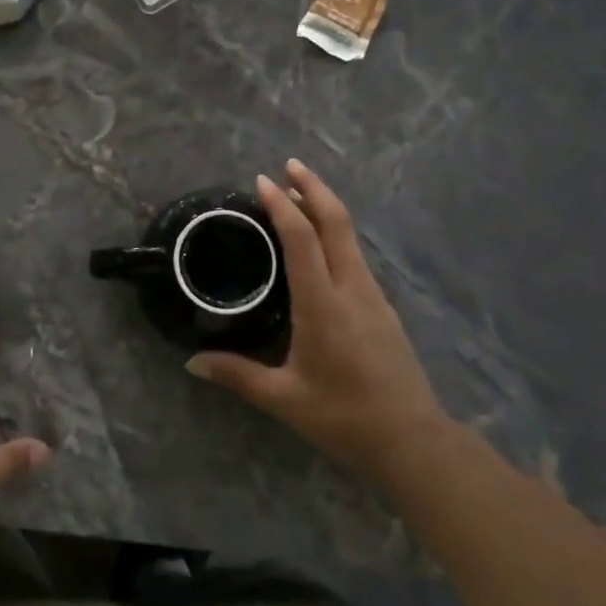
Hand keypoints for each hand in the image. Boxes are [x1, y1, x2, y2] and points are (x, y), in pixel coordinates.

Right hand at [187, 160, 450, 489]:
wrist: (413, 439)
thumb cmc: (344, 418)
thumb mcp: (284, 399)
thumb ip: (237, 375)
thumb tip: (192, 363)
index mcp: (323, 306)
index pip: (302, 241)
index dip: (282, 207)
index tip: (263, 182)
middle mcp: (352, 289)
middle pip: (336, 222)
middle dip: (313, 188)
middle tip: (289, 165)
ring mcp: (372, 295)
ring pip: (350, 236)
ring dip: (325, 207)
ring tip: (298, 194)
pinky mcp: (382, 306)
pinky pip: (355, 254)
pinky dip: (334, 233)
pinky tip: (320, 243)